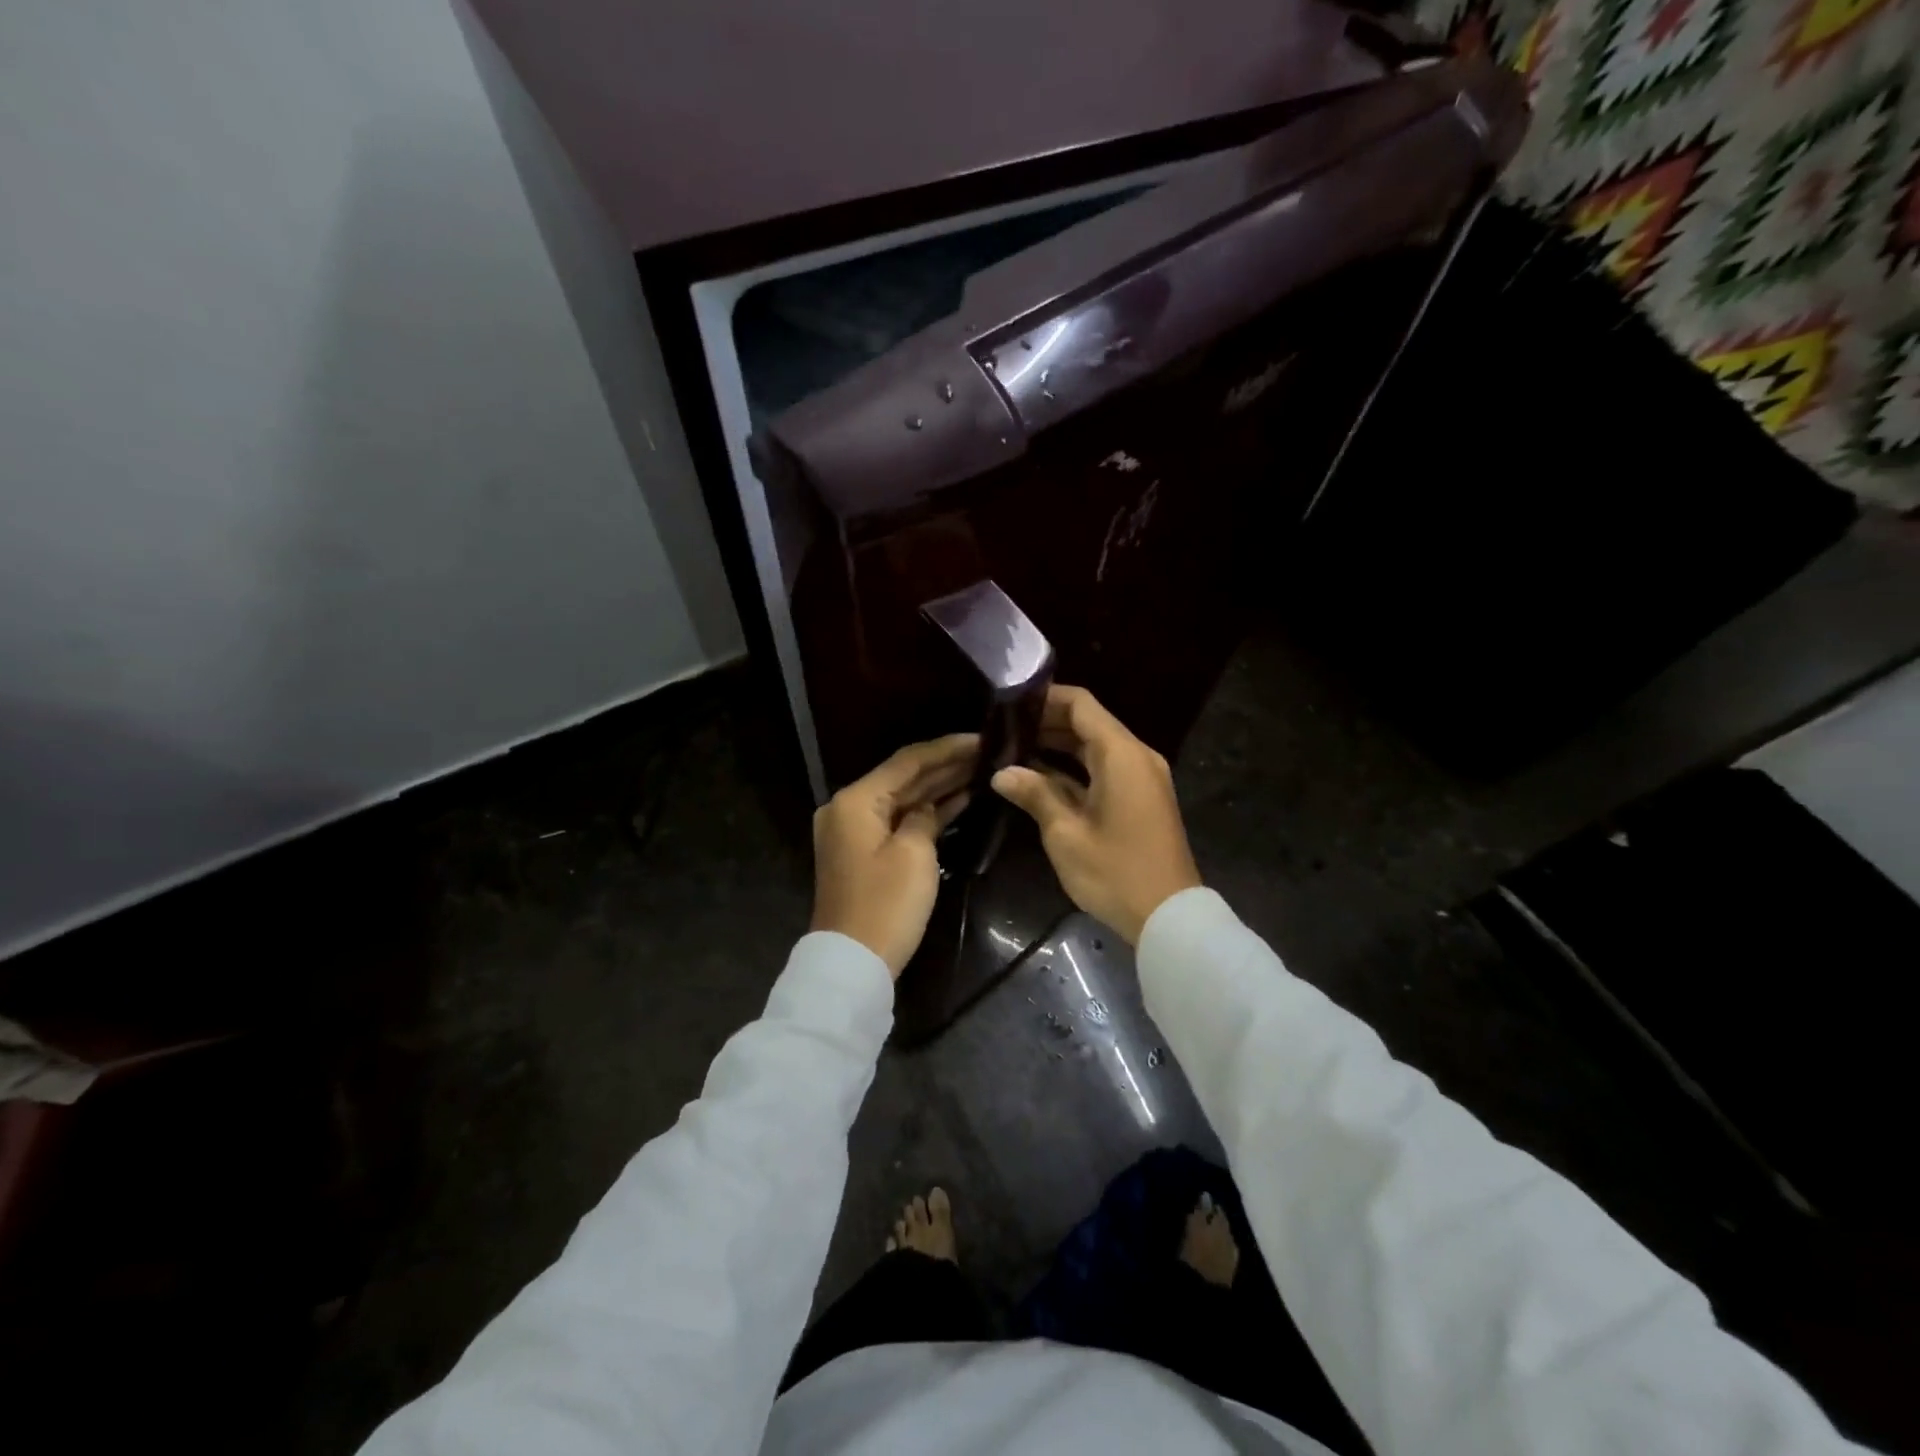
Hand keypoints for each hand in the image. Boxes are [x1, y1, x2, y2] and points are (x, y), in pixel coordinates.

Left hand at [811, 734, 977, 976]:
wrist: (853, 963)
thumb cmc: (885, 905)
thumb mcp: (914, 855)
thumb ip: (925, 817)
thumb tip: (929, 809)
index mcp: (856, 800)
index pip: (908, 761)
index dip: (947, 749)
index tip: (982, 738)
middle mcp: (850, 808)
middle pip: (904, 777)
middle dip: (946, 765)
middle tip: (988, 752)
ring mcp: (855, 832)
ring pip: (904, 799)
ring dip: (939, 787)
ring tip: (981, 770)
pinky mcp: (865, 853)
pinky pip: (899, 822)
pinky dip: (926, 813)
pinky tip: (961, 801)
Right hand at [990, 685, 1200, 944]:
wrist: (1168, 917)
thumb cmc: (1115, 872)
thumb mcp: (1066, 833)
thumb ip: (1035, 794)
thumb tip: (1002, 772)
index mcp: (1121, 754)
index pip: (1081, 704)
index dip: (1045, 698)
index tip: (1009, 702)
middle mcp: (1136, 756)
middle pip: (1088, 723)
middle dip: (1046, 723)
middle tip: (1003, 729)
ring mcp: (1141, 778)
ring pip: (1095, 747)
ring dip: (1059, 746)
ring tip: (1013, 750)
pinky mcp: (1140, 799)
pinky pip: (1105, 769)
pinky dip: (1075, 769)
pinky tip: (1040, 778)